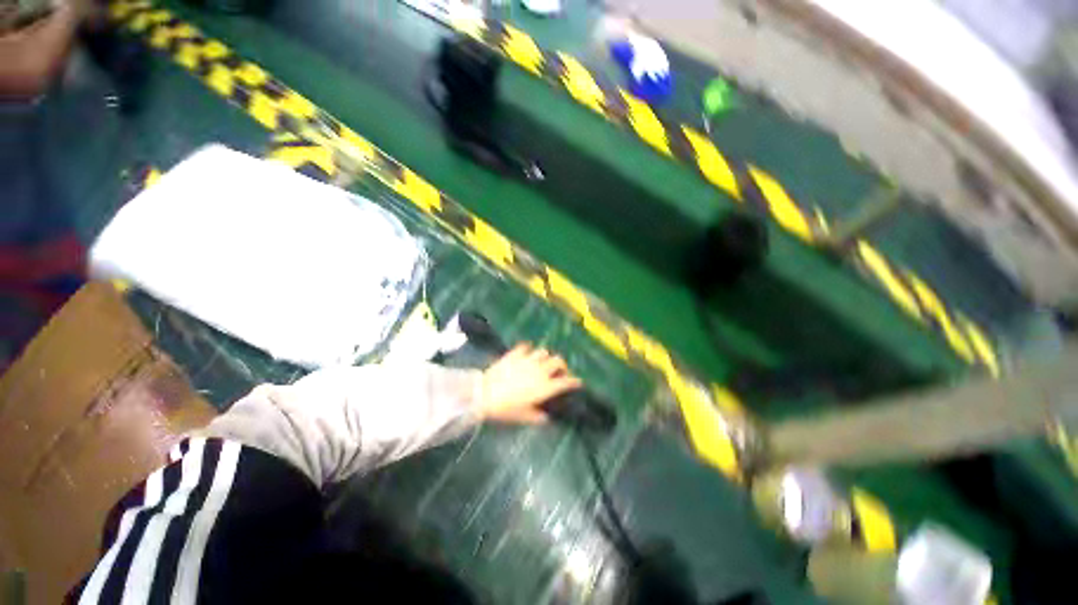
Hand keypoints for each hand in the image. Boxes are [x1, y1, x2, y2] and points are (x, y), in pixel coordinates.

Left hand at [478, 343, 581, 424]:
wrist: (484, 395)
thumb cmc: (506, 409)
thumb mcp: (524, 417)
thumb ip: (538, 417)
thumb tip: (547, 418)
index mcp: (545, 387)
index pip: (566, 382)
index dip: (574, 381)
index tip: (578, 382)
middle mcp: (540, 371)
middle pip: (558, 361)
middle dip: (562, 366)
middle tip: (559, 372)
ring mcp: (527, 360)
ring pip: (544, 352)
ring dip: (545, 357)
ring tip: (542, 363)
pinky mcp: (515, 354)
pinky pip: (525, 347)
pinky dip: (528, 350)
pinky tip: (526, 354)